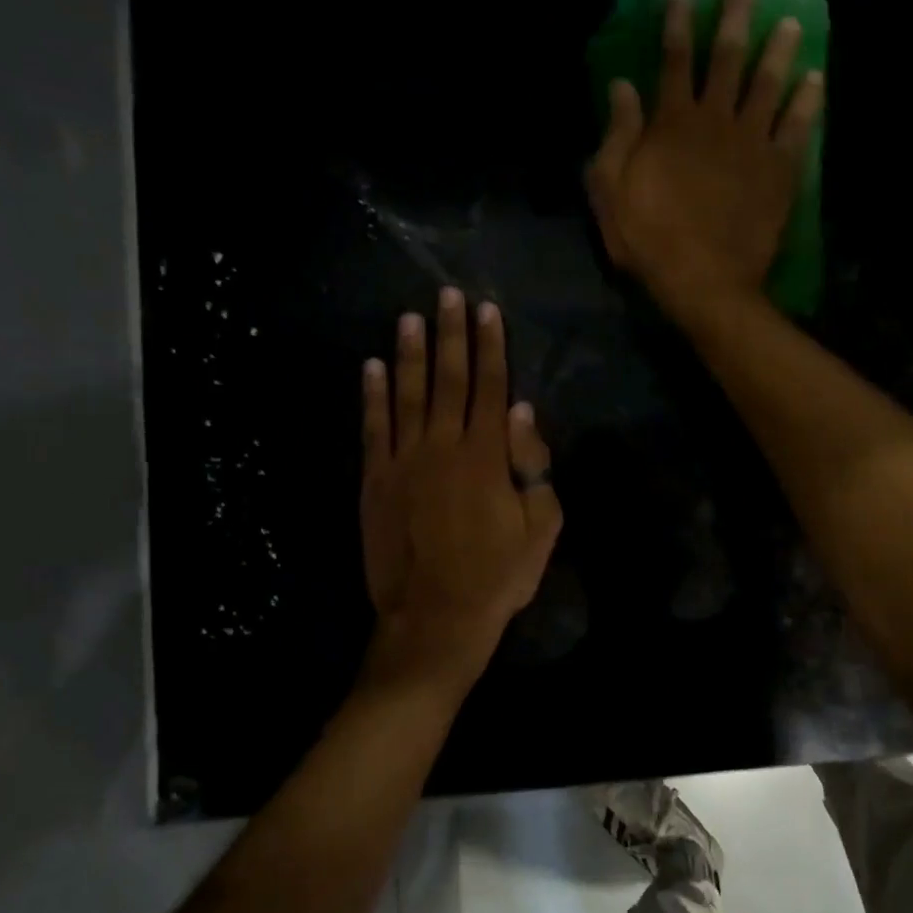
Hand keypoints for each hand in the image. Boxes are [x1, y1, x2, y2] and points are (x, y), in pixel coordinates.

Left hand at [360, 288, 562, 686]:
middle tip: (447, 295)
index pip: (491, 387)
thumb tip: (522, 413)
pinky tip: (370, 367)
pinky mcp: (375, 481)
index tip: (487, 310)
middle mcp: (443, 446)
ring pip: (407, 395)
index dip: (491, 346)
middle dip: (450, 335)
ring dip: (408, 354)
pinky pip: (373, 429)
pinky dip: (372, 397)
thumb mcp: (541, 526)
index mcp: (487, 455)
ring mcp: (404, 461)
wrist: (436, 617)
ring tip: (408, 317)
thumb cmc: (498, 575)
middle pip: (448, 379)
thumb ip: (533, 466)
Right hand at [586, 0, 824, 320]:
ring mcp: (753, 143)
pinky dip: (809, 101)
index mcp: (672, 123)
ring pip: (768, 84)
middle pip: (727, 59)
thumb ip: (617, 136)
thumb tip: (622, 85)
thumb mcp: (612, 191)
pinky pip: (798, 126)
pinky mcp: (780, 170)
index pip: (674, 61)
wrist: (704, 281)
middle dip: (736, 18)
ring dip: (779, 50)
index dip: (677, 25)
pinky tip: (817, 79)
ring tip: (791, 23)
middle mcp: (716, 120)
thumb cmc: (650, 240)